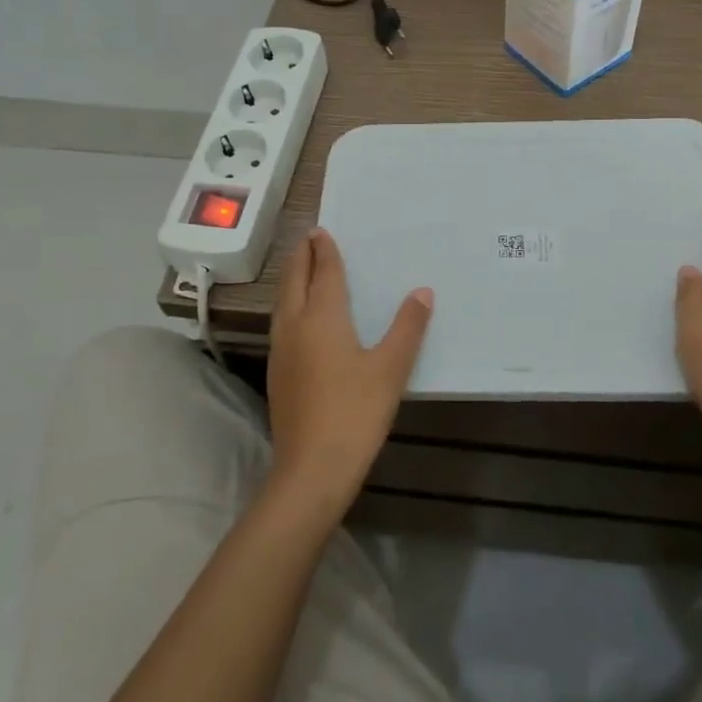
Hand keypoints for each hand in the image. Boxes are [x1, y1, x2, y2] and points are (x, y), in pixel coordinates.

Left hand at [266, 228, 431, 523]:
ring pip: (283, 303)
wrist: (312, 469)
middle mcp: (296, 326)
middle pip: (295, 282)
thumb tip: (422, 291)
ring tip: (301, 270)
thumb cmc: (355, 412)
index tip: (321, 231)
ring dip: (292, 281)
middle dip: (301, 258)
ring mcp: (282, 351)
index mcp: (322, 317)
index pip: (323, 273)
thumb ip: (407, 327)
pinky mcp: (278, 374)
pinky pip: (282, 323)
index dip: (324, 251)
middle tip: (307, 239)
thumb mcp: (391, 368)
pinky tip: (299, 319)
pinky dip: (290, 305)